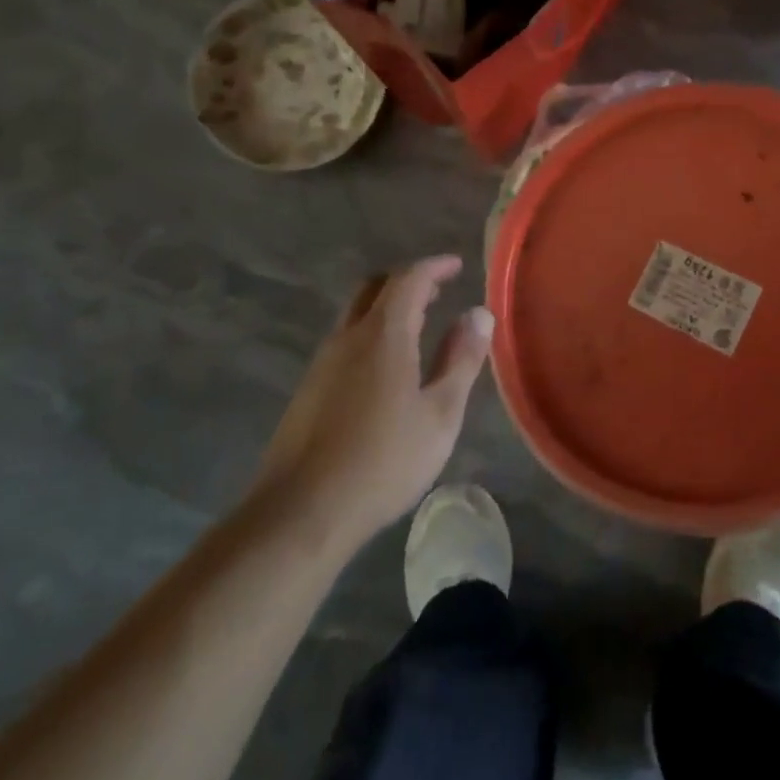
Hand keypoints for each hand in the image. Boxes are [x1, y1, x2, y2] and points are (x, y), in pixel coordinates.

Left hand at [253, 256, 492, 539]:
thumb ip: (462, 359)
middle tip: (438, 290)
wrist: (300, 514)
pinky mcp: (307, 391)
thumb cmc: (383, 461)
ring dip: (387, 308)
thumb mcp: (440, 413)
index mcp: (383, 336)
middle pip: (374, 289)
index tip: (457, 265)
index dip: (434, 267)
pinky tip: (387, 368)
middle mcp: (347, 339)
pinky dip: (371, 334)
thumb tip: (479, 313)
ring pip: (354, 315)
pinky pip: (344, 343)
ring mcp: (321, 365)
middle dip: (407, 281)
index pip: (409, 280)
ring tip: (419, 325)